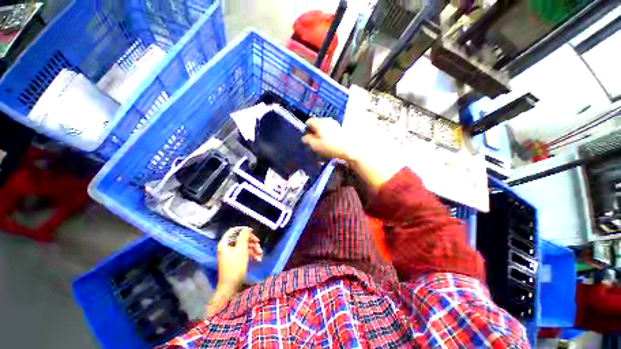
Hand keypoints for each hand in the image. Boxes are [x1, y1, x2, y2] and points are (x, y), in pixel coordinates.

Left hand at [217, 227, 262, 290]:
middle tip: (259, 243)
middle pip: (241, 238)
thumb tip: (247, 228)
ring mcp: (231, 253)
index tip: (253, 232)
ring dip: (253, 248)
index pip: (234, 230)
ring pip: (244, 246)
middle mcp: (227, 247)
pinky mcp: (236, 259)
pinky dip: (251, 254)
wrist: (231, 286)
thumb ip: (244, 237)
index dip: (243, 230)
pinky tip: (258, 258)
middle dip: (251, 241)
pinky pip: (244, 253)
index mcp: (225, 243)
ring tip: (260, 253)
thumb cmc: (235, 267)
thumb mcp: (241, 249)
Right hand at [302, 117, 355, 161]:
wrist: (349, 149)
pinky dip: (327, 134)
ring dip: (321, 133)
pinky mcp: (339, 128)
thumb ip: (308, 140)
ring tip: (322, 143)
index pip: (309, 121)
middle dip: (314, 131)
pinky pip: (329, 129)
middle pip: (316, 123)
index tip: (307, 138)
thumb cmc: (330, 147)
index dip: (306, 130)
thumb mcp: (316, 146)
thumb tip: (304, 137)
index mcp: (319, 123)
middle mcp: (326, 120)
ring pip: (323, 126)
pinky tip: (329, 142)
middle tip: (314, 142)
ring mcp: (334, 123)